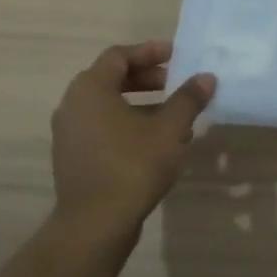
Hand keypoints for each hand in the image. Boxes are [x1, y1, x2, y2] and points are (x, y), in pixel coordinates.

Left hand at [50, 42, 215, 248]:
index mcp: (90, 90)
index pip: (119, 55)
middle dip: (148, 78)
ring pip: (109, 106)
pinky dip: (129, 124)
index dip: (150, 52)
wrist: (95, 224)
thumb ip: (188, 99)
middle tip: (178, 83)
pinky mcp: (74, 157)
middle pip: (112, 79)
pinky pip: (103, 128)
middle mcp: (73, 106)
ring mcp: (69, 134)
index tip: (178, 56)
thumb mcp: (170, 129)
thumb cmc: (132, 165)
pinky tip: (158, 141)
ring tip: (175, 114)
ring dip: (142, 103)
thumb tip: (206, 77)